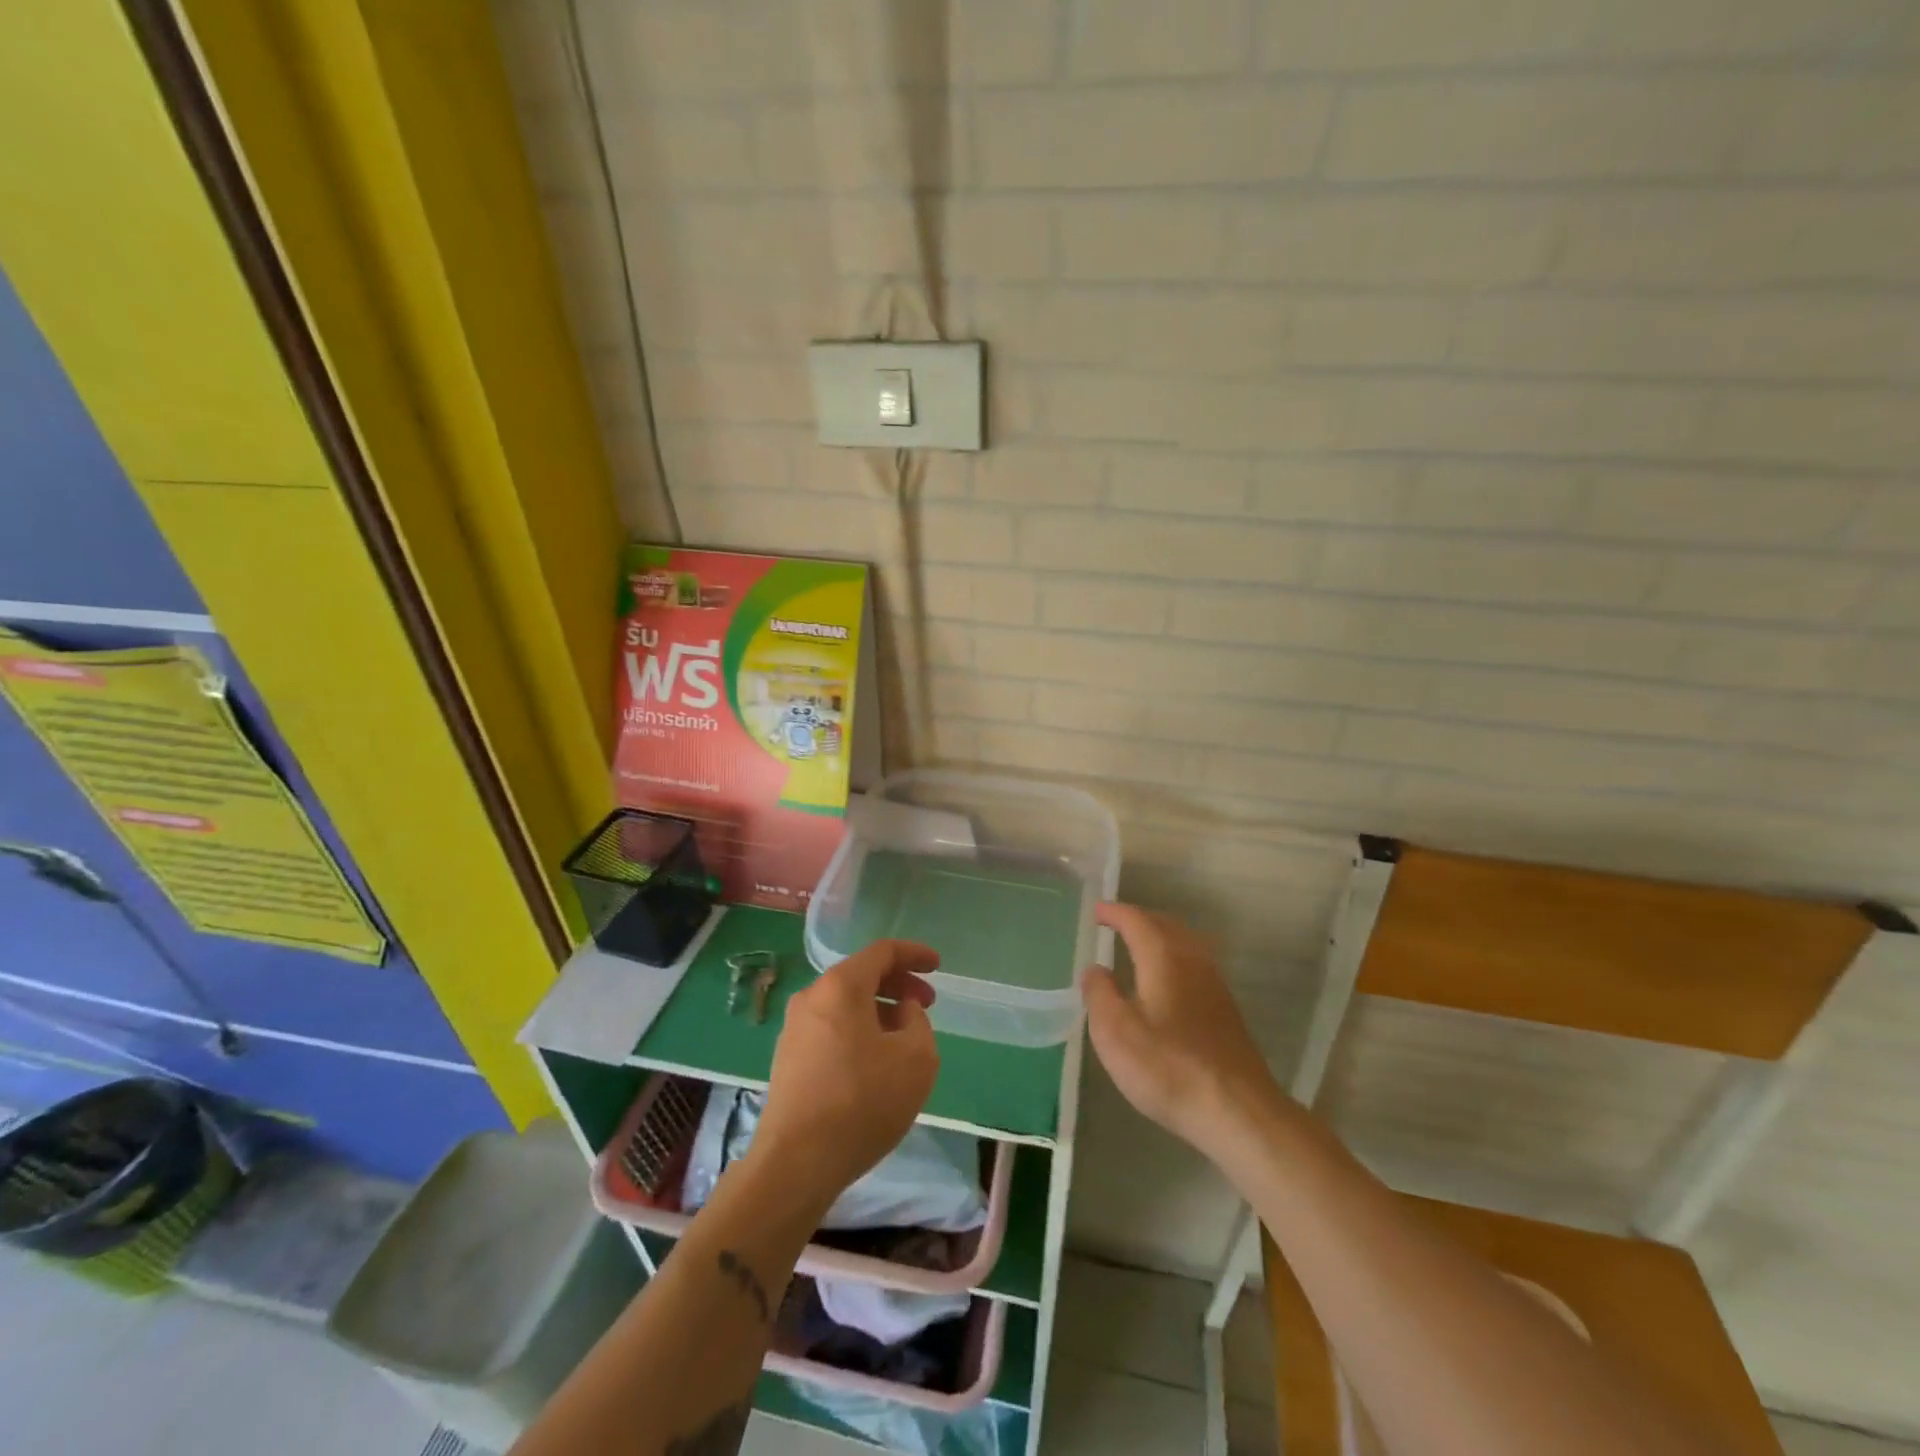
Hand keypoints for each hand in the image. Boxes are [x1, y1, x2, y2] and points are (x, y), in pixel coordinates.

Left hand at [752, 940, 939, 1210]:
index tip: (938, 966)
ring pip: (845, 1005)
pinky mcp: (787, 1059)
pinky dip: (858, 1031)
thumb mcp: (916, 1058)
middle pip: (861, 976)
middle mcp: (812, 997)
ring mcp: (794, 1029)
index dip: (914, 954)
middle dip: (898, 984)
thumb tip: (902, 1012)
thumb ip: (918, 1022)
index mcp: (841, 986)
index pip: (882, 952)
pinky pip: (831, 1029)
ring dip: (878, 1011)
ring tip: (904, 1038)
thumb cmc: (863, 1101)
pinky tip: (874, 1063)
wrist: (796, 1163)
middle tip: (926, 1004)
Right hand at [1082, 902, 1277, 1156]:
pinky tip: (1165, 981)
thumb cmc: (1168, 1067)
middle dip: (1139, 919)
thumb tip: (1095, 969)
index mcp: (1163, 957)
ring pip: (1184, 944)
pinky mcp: (1225, 1010)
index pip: (1136, 921)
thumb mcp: (1115, 1033)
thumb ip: (1100, 994)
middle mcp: (1192, 961)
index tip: (1096, 911)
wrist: (1237, 1111)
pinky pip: (1194, 964)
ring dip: (1160, 937)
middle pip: (1165, 925)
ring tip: (1138, 946)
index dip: (1115, 912)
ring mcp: (1214, 985)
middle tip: (1115, 922)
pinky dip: (1173, 957)